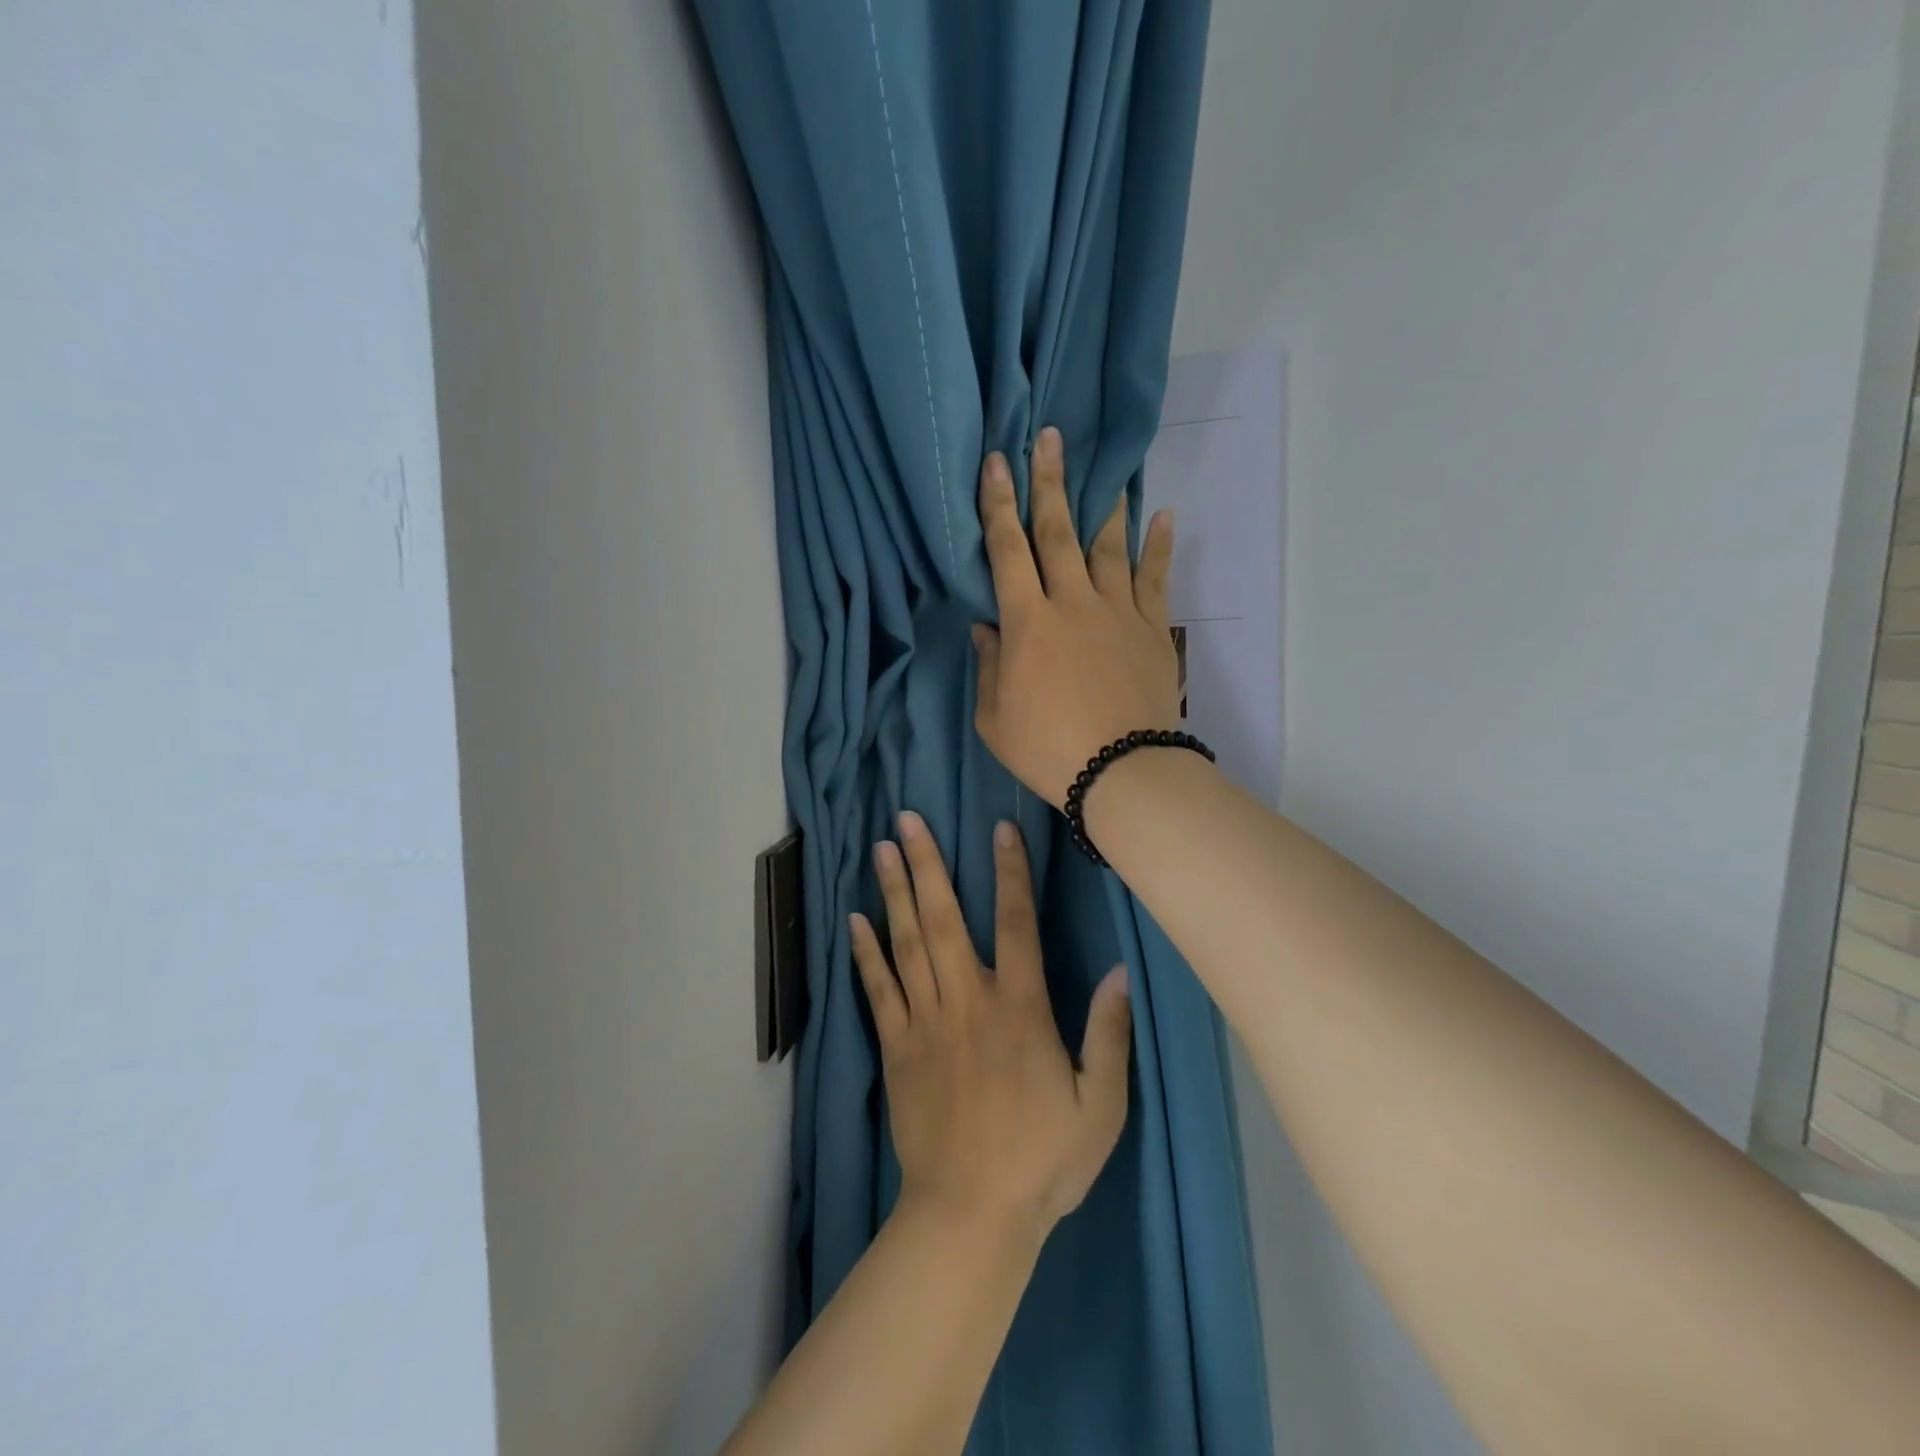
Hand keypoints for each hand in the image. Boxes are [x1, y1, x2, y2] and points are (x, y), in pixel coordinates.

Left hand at [851, 812, 1131, 1236]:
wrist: (971, 1216)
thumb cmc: (1042, 1160)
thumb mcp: (1100, 1105)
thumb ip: (1109, 1034)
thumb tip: (1119, 970)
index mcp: (1019, 1008)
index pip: (1016, 923)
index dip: (1009, 871)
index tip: (998, 828)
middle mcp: (967, 1001)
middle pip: (944, 918)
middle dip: (926, 863)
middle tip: (905, 819)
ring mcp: (925, 1022)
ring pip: (906, 943)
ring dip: (894, 891)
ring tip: (880, 849)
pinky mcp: (896, 1048)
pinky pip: (878, 990)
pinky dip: (865, 952)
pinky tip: (854, 920)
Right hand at [972, 426, 1180, 809]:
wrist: (1123, 773)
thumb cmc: (1048, 749)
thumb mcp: (994, 718)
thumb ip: (990, 665)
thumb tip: (988, 626)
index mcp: (1028, 623)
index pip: (1007, 550)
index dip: (997, 505)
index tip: (995, 464)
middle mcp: (1073, 603)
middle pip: (1058, 532)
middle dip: (1049, 482)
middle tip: (1048, 438)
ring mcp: (1118, 612)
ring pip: (1109, 547)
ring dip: (1104, 505)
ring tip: (1105, 470)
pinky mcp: (1152, 629)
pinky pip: (1155, 579)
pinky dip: (1159, 546)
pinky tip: (1164, 515)